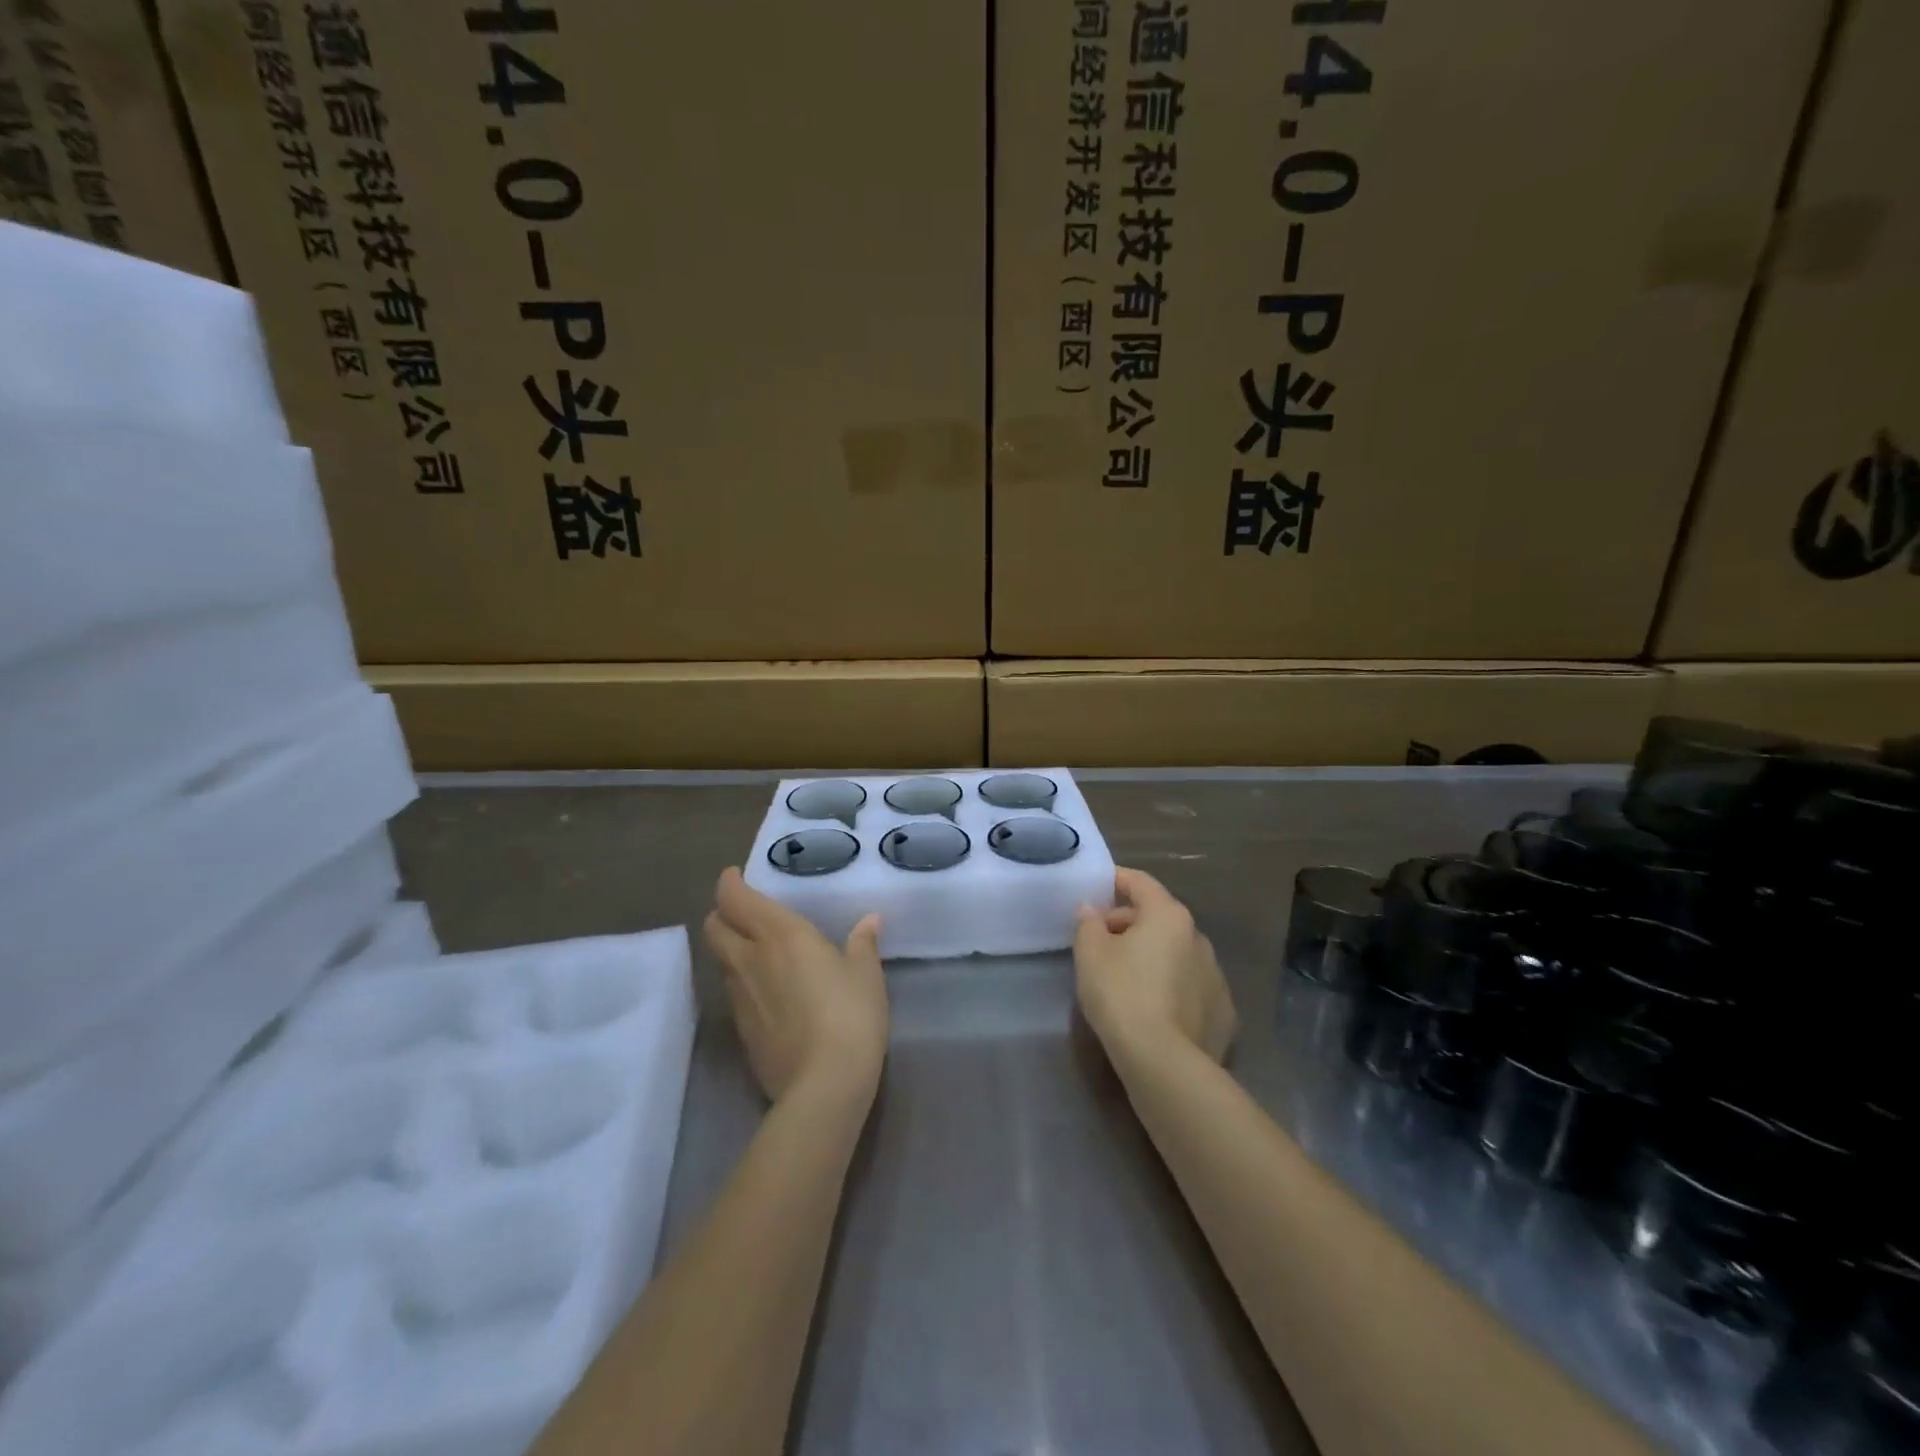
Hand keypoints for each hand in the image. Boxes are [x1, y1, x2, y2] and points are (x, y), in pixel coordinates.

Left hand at [703, 868, 888, 1104]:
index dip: (729, 884)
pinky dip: (742, 980)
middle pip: (714, 927)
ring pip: (721, 960)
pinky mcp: (740, 1031)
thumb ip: (862, 943)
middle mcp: (750, 960)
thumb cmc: (850, 1016)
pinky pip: (733, 991)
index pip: (735, 899)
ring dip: (731, 947)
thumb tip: (869, 921)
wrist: (822, 1087)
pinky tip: (768, 990)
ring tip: (758, 949)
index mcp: (780, 935)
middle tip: (744, 911)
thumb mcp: (867, 975)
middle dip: (722, 913)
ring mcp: (740, 997)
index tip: (736, 876)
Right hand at [1074, 867, 1236, 1068]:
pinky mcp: (1223, 1011)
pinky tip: (1153, 1006)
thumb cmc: (1121, 995)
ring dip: (1153, 955)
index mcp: (1168, 916)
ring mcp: (1216, 975)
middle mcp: (1198, 937)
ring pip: (1176, 952)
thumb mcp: (1090, 954)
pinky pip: (1190, 986)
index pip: (1140, 883)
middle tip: (1100, 941)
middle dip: (1129, 923)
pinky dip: (1171, 985)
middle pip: (1159, 917)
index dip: (1117, 879)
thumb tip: (1092, 911)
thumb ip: (1088, 924)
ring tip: (1125, 977)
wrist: (1164, 1063)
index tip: (1098, 885)